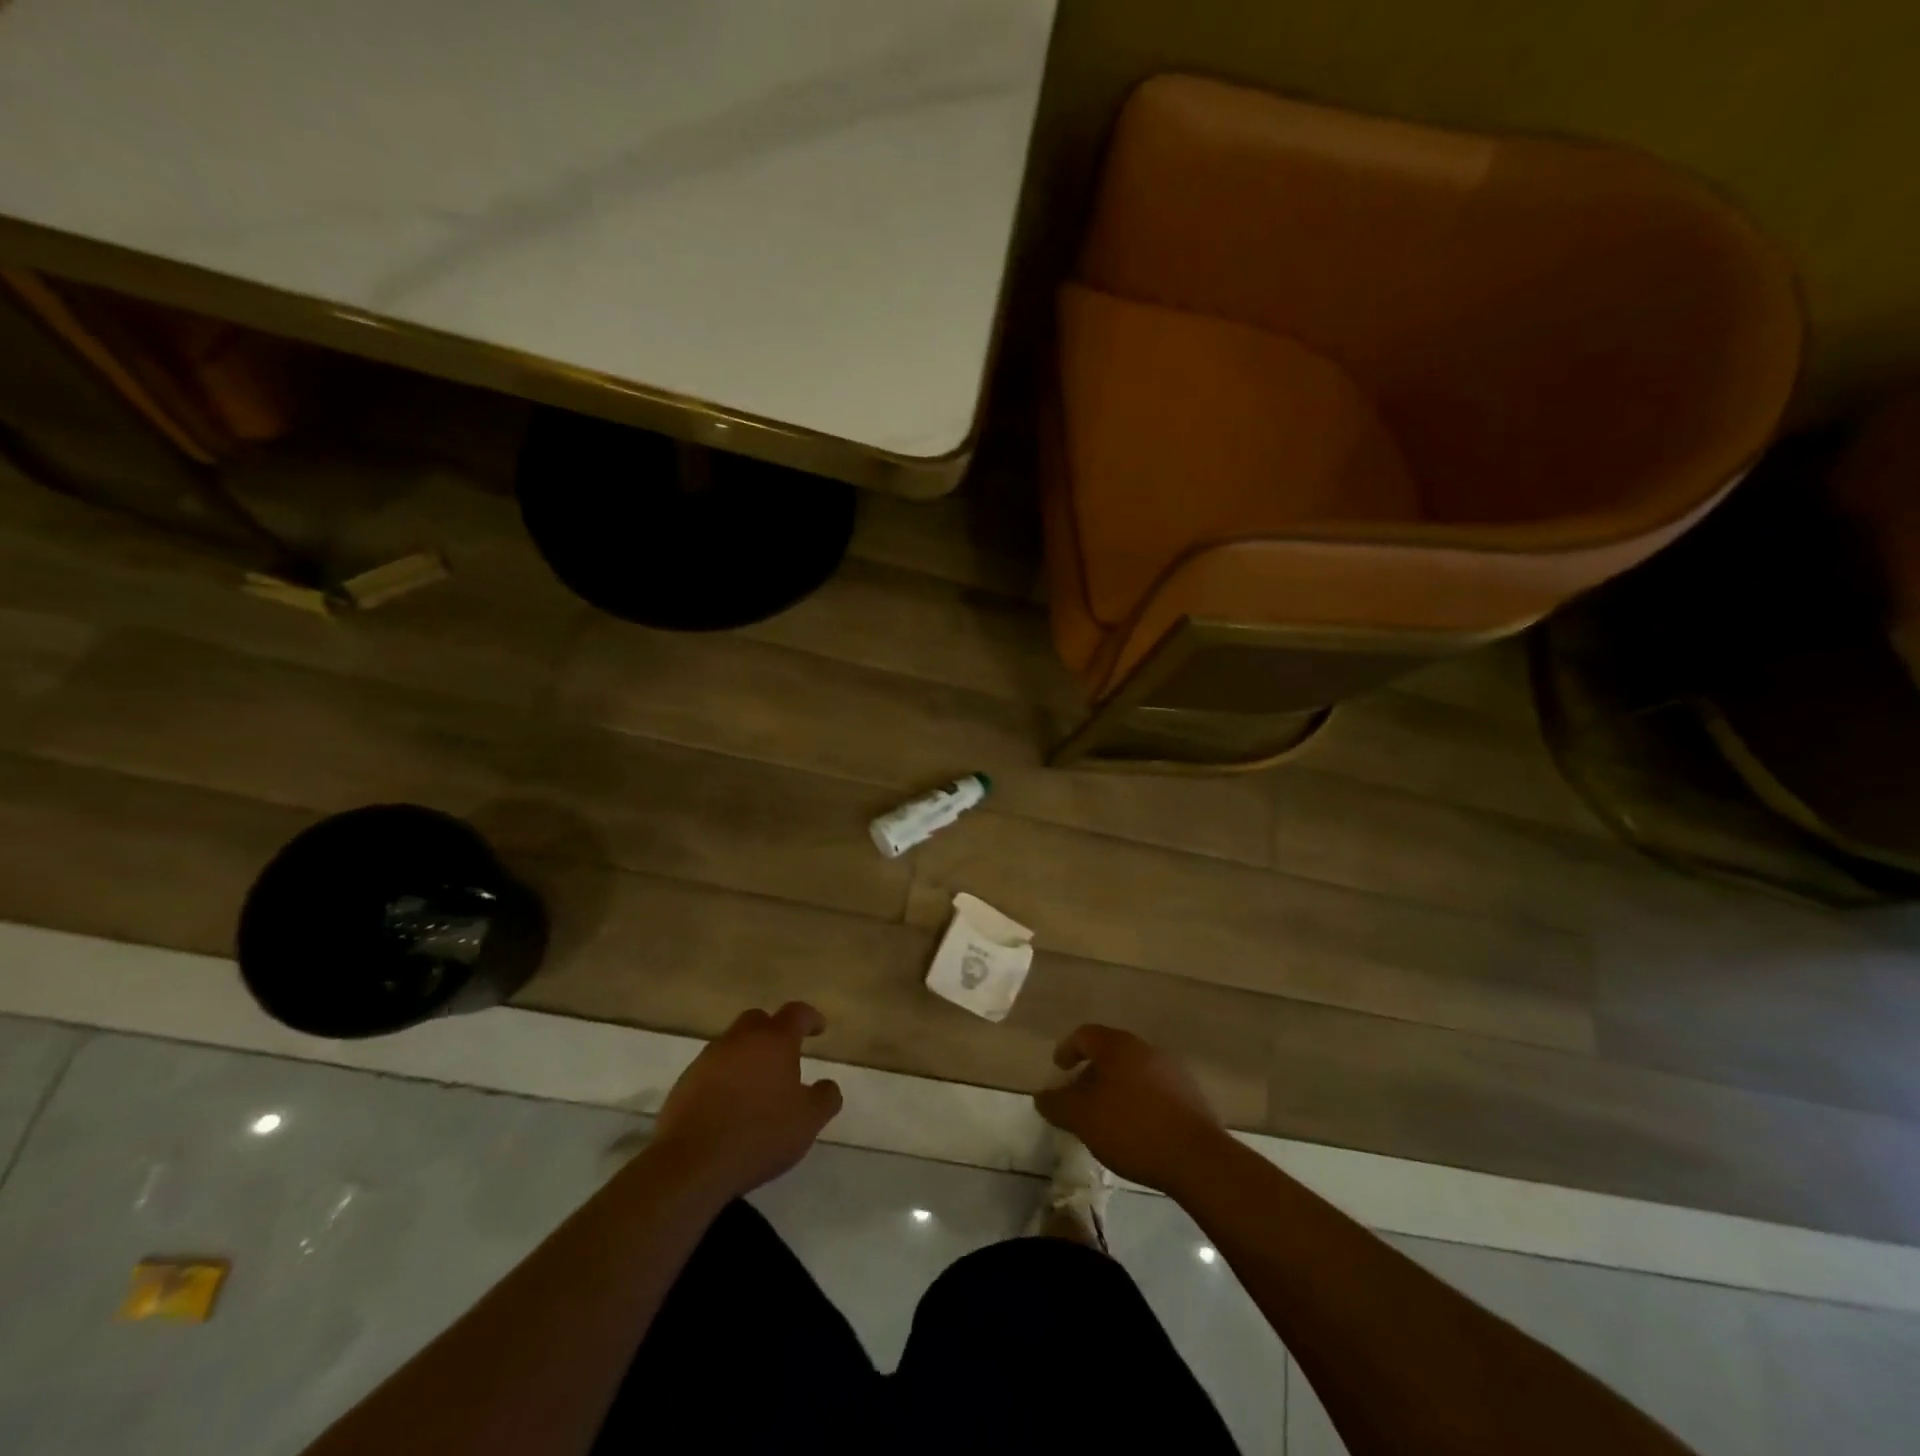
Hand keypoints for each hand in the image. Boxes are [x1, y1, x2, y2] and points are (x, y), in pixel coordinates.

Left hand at [646, 1002, 842, 1203]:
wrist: (691, 1164)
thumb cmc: (759, 1134)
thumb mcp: (808, 1121)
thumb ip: (825, 1098)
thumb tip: (828, 1085)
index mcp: (774, 1040)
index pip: (797, 1013)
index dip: (811, 1018)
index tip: (819, 1028)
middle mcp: (740, 1039)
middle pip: (759, 1021)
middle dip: (773, 1032)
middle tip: (784, 1056)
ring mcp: (708, 1059)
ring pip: (732, 1045)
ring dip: (747, 1057)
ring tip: (757, 1087)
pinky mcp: (684, 1083)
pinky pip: (711, 1071)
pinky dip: (724, 1080)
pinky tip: (729, 1107)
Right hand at [1034, 1025, 1229, 1194]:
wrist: (1196, 1158)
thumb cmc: (1132, 1128)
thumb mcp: (1083, 1118)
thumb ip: (1057, 1104)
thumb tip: (1040, 1096)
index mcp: (1118, 1046)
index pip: (1085, 1034)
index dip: (1067, 1049)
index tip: (1058, 1069)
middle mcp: (1146, 1049)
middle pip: (1111, 1052)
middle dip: (1091, 1071)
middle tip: (1079, 1096)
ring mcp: (1172, 1070)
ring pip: (1133, 1071)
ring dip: (1116, 1087)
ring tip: (1106, 1116)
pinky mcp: (1190, 1095)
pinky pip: (1154, 1089)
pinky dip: (1138, 1100)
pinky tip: (1135, 1128)